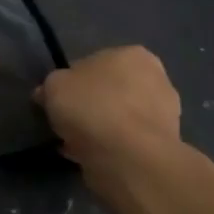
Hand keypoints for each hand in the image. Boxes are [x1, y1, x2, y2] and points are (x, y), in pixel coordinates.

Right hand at [35, 46, 191, 204]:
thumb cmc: (92, 108)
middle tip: (70, 123)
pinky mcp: (165, 146)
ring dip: (103, 128)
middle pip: (112, 91)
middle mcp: (157, 78)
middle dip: (93, 105)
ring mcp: (166, 114)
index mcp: (133, 55)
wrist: (129, 158)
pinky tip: (92, 158)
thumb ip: (51, 86)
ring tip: (77, 144)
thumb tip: (47, 94)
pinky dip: (112, 148)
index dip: (73, 83)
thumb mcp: (54, 86)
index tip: (60, 101)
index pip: (94, 63)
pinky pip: (128, 142)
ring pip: (121, 118)